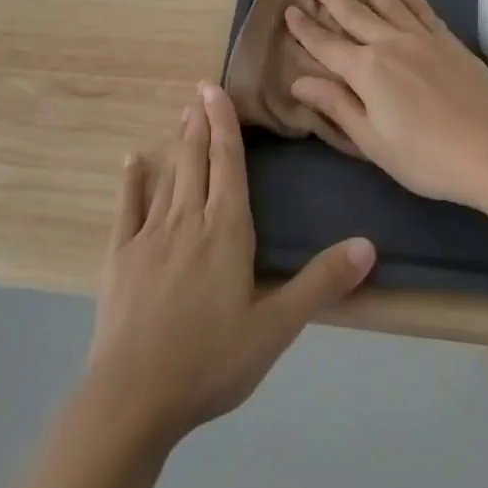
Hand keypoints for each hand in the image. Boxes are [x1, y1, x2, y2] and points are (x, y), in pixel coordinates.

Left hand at [85, 82, 375, 449]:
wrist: (133, 397)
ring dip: (176, 144)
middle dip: (200, 124)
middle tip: (199, 91)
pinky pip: (127, 209)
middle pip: (196, 161)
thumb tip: (368, 245)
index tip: (215, 91)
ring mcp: (148, 237)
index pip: (228, 165)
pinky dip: (131, 182)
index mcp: (225, 232)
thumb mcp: (276, 328)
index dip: (224, 126)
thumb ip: (321, 283)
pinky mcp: (119, 257)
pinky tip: (133, 161)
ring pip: (167, 177)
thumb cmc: (211, 361)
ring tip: (182, 116)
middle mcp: (187, 221)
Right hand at [285, 0, 487, 210]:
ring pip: (391, 4)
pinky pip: (427, 15)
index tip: (290, 9)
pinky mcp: (452, 45)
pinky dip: (415, 0)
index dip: (306, 29)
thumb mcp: (372, 140)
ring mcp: (424, 41)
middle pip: (355, 14)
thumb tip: (299, 80)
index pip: (326, 44)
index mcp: (366, 70)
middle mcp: (391, 45)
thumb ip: (337, 106)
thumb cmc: (426, 157)